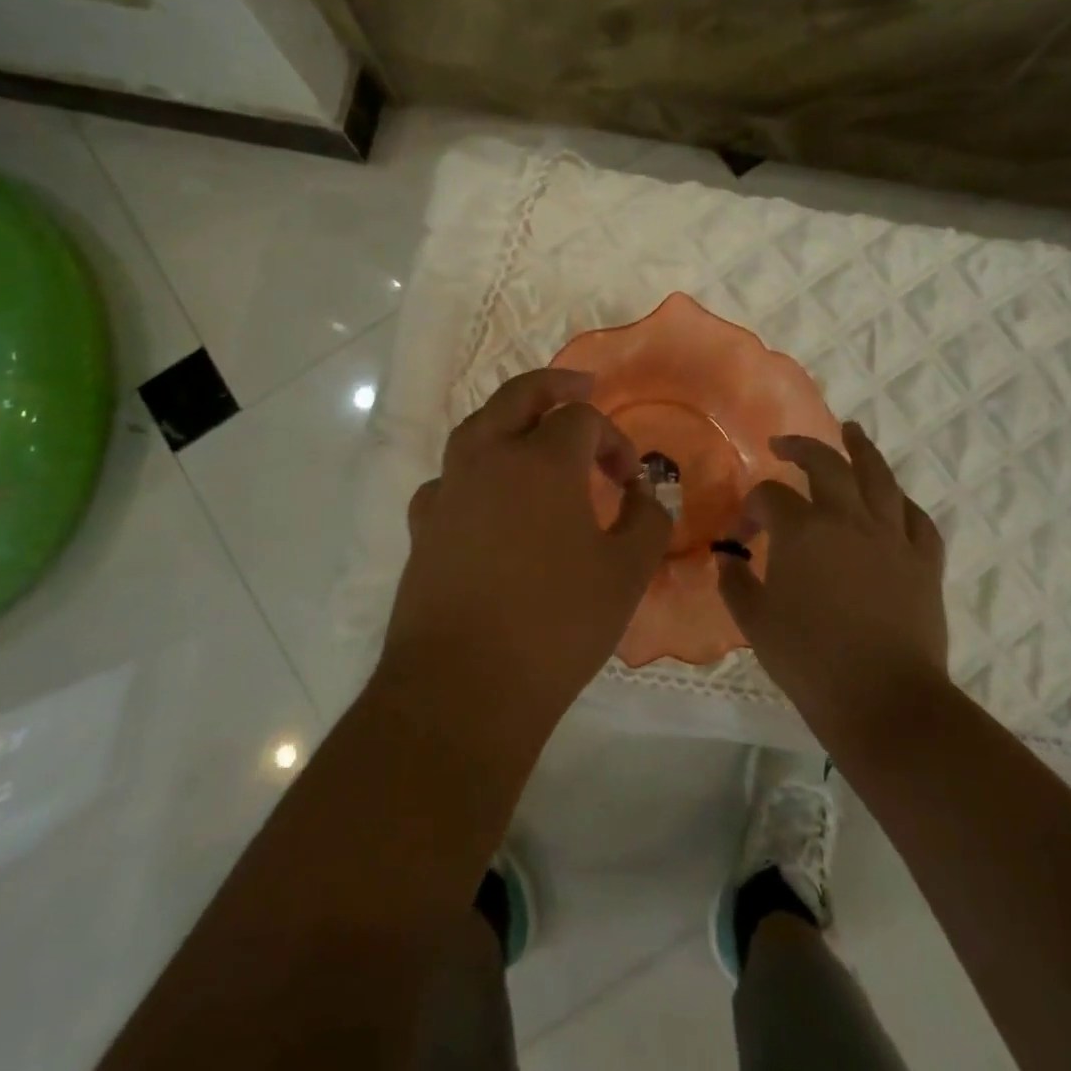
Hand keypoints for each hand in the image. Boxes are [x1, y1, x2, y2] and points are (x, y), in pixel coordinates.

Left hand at [382, 368, 672, 734]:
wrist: (462, 685)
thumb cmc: (555, 624)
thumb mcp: (625, 574)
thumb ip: (648, 522)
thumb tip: (646, 496)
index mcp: (541, 460)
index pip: (582, 419)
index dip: (614, 439)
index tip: (631, 480)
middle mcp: (488, 458)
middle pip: (519, 395)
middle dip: (555, 385)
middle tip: (581, 386)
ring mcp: (449, 488)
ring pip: (477, 427)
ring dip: (510, 419)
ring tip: (534, 434)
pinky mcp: (423, 524)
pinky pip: (451, 477)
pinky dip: (475, 471)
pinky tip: (487, 498)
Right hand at [716, 421, 948, 737]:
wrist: (884, 701)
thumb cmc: (809, 660)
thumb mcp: (755, 621)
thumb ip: (734, 583)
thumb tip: (727, 560)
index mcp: (803, 531)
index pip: (769, 497)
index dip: (750, 508)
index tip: (740, 534)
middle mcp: (848, 520)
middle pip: (827, 465)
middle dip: (802, 448)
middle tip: (784, 444)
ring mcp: (892, 538)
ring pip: (880, 478)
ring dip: (862, 449)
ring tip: (852, 431)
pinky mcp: (924, 563)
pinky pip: (917, 519)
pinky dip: (902, 502)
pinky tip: (894, 499)